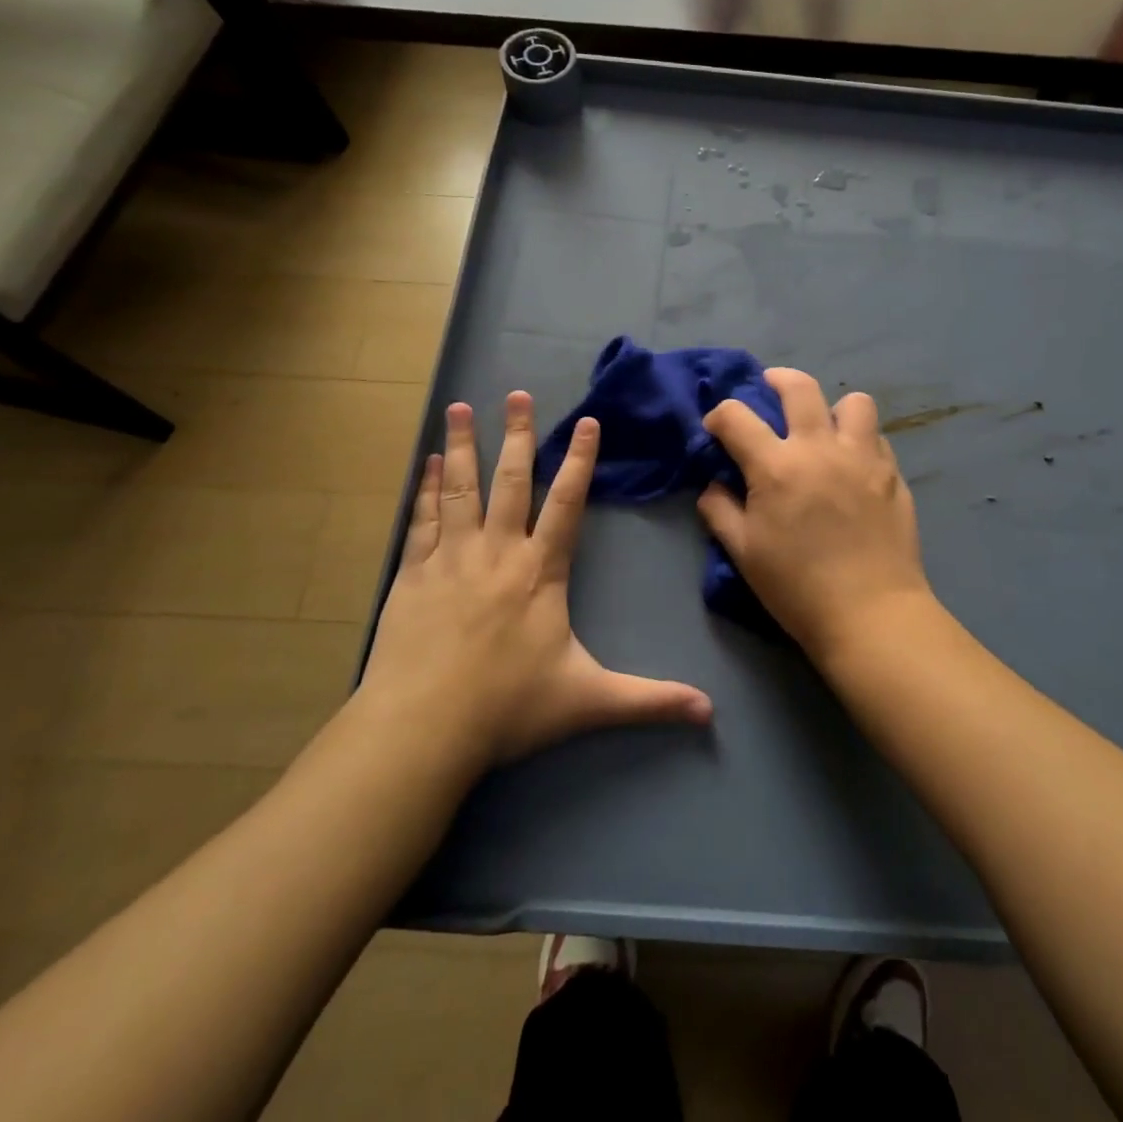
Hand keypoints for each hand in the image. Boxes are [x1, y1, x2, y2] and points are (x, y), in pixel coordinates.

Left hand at [361, 393, 712, 770]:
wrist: (422, 728)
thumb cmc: (508, 708)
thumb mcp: (589, 702)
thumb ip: (649, 700)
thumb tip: (709, 712)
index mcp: (541, 573)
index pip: (567, 504)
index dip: (579, 461)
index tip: (585, 421)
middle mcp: (497, 553)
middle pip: (511, 481)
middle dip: (517, 435)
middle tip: (518, 394)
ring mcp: (451, 559)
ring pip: (461, 489)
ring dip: (462, 446)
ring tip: (460, 407)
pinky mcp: (413, 575)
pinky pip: (423, 519)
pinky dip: (426, 488)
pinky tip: (426, 464)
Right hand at [698, 370, 933, 661]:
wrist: (870, 613)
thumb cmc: (797, 587)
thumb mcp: (743, 553)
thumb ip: (720, 510)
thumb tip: (714, 485)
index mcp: (777, 466)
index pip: (736, 416)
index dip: (719, 416)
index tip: (717, 430)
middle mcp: (821, 448)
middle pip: (799, 386)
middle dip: (776, 380)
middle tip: (769, 393)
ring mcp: (864, 458)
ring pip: (854, 402)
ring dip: (832, 408)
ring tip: (824, 430)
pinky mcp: (893, 475)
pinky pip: (877, 438)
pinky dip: (860, 441)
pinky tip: (852, 466)